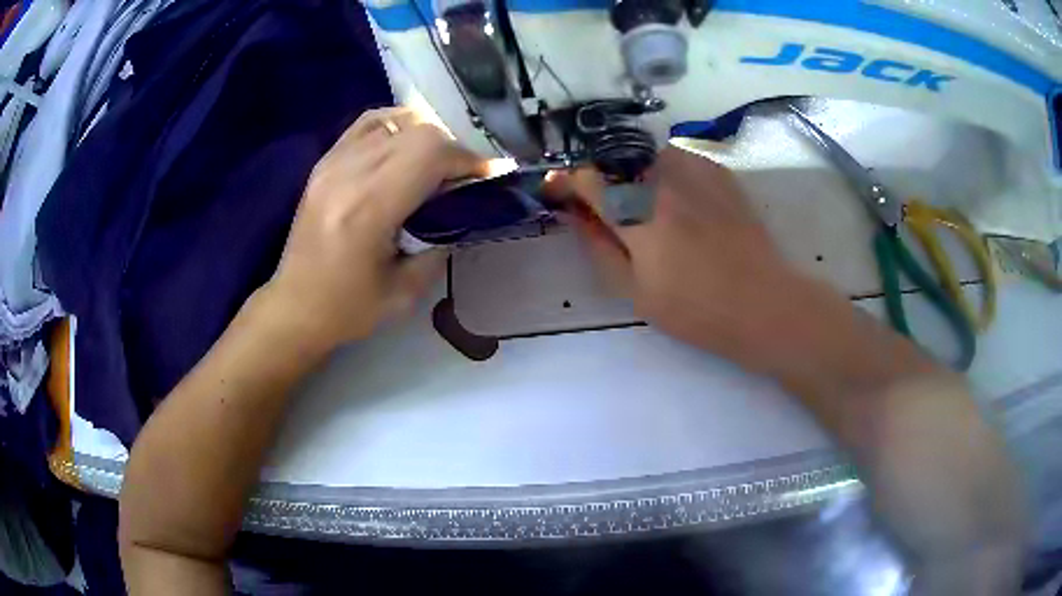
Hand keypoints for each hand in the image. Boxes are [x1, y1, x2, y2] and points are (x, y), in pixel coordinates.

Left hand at [262, 108, 486, 351]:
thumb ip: (441, 243)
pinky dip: (396, 126)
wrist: (294, 307)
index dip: (469, 160)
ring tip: (435, 166)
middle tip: (463, 178)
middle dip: (453, 150)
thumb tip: (466, 210)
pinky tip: (405, 144)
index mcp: (368, 209)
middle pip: (419, 132)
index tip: (489, 177)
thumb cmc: (348, 308)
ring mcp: (332, 162)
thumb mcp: (406, 291)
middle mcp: (348, 174)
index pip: (430, 155)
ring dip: (427, 139)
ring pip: (397, 122)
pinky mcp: (324, 162)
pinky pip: (369, 123)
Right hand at [550, 146, 803, 360]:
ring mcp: (694, 170)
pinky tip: (676, 198)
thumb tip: (575, 216)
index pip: (586, 178)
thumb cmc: (695, 309)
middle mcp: (661, 179)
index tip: (558, 192)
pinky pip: (677, 157)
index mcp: (636, 212)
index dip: (565, 182)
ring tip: (642, 203)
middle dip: (598, 178)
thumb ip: (598, 247)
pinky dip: (663, 171)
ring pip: (644, 154)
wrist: (762, 303)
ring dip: (631, 172)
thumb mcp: (635, 291)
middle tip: (602, 207)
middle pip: (613, 159)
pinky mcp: (718, 171)